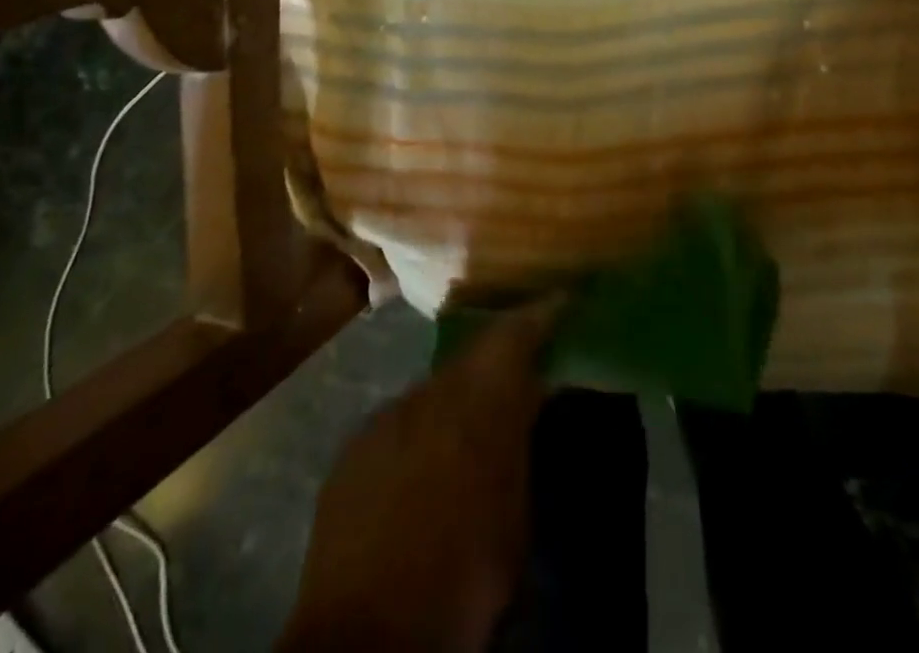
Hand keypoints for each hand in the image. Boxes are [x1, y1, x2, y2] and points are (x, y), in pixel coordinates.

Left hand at [278, 302, 559, 652]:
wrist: (365, 637)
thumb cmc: (461, 580)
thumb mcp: (515, 514)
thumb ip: (521, 443)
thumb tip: (532, 400)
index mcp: (476, 403)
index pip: (513, 335)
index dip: (541, 314)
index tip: (564, 300)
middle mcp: (429, 392)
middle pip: (472, 356)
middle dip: (499, 359)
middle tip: (523, 374)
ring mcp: (386, 414)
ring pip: (434, 387)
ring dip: (458, 397)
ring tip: (473, 427)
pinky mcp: (353, 444)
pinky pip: (401, 418)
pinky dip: (423, 427)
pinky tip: (426, 462)